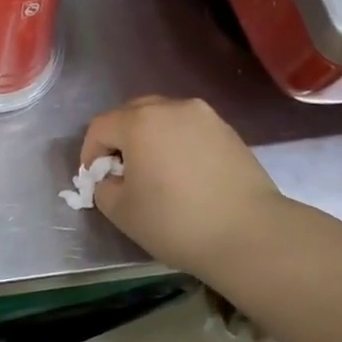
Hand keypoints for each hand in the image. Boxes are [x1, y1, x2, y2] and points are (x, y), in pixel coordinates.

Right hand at [81, 96, 285, 285]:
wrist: (250, 234)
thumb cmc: (177, 221)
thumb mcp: (122, 212)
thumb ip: (104, 188)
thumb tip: (111, 178)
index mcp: (139, 121)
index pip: (100, 127)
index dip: (91, 153)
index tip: (96, 180)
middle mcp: (170, 107)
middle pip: (131, 114)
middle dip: (120, 140)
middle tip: (123, 173)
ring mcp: (203, 115)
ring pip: (163, 118)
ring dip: (151, 138)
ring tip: (157, 172)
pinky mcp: (228, 130)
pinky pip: (189, 129)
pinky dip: (179, 144)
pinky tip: (186, 175)